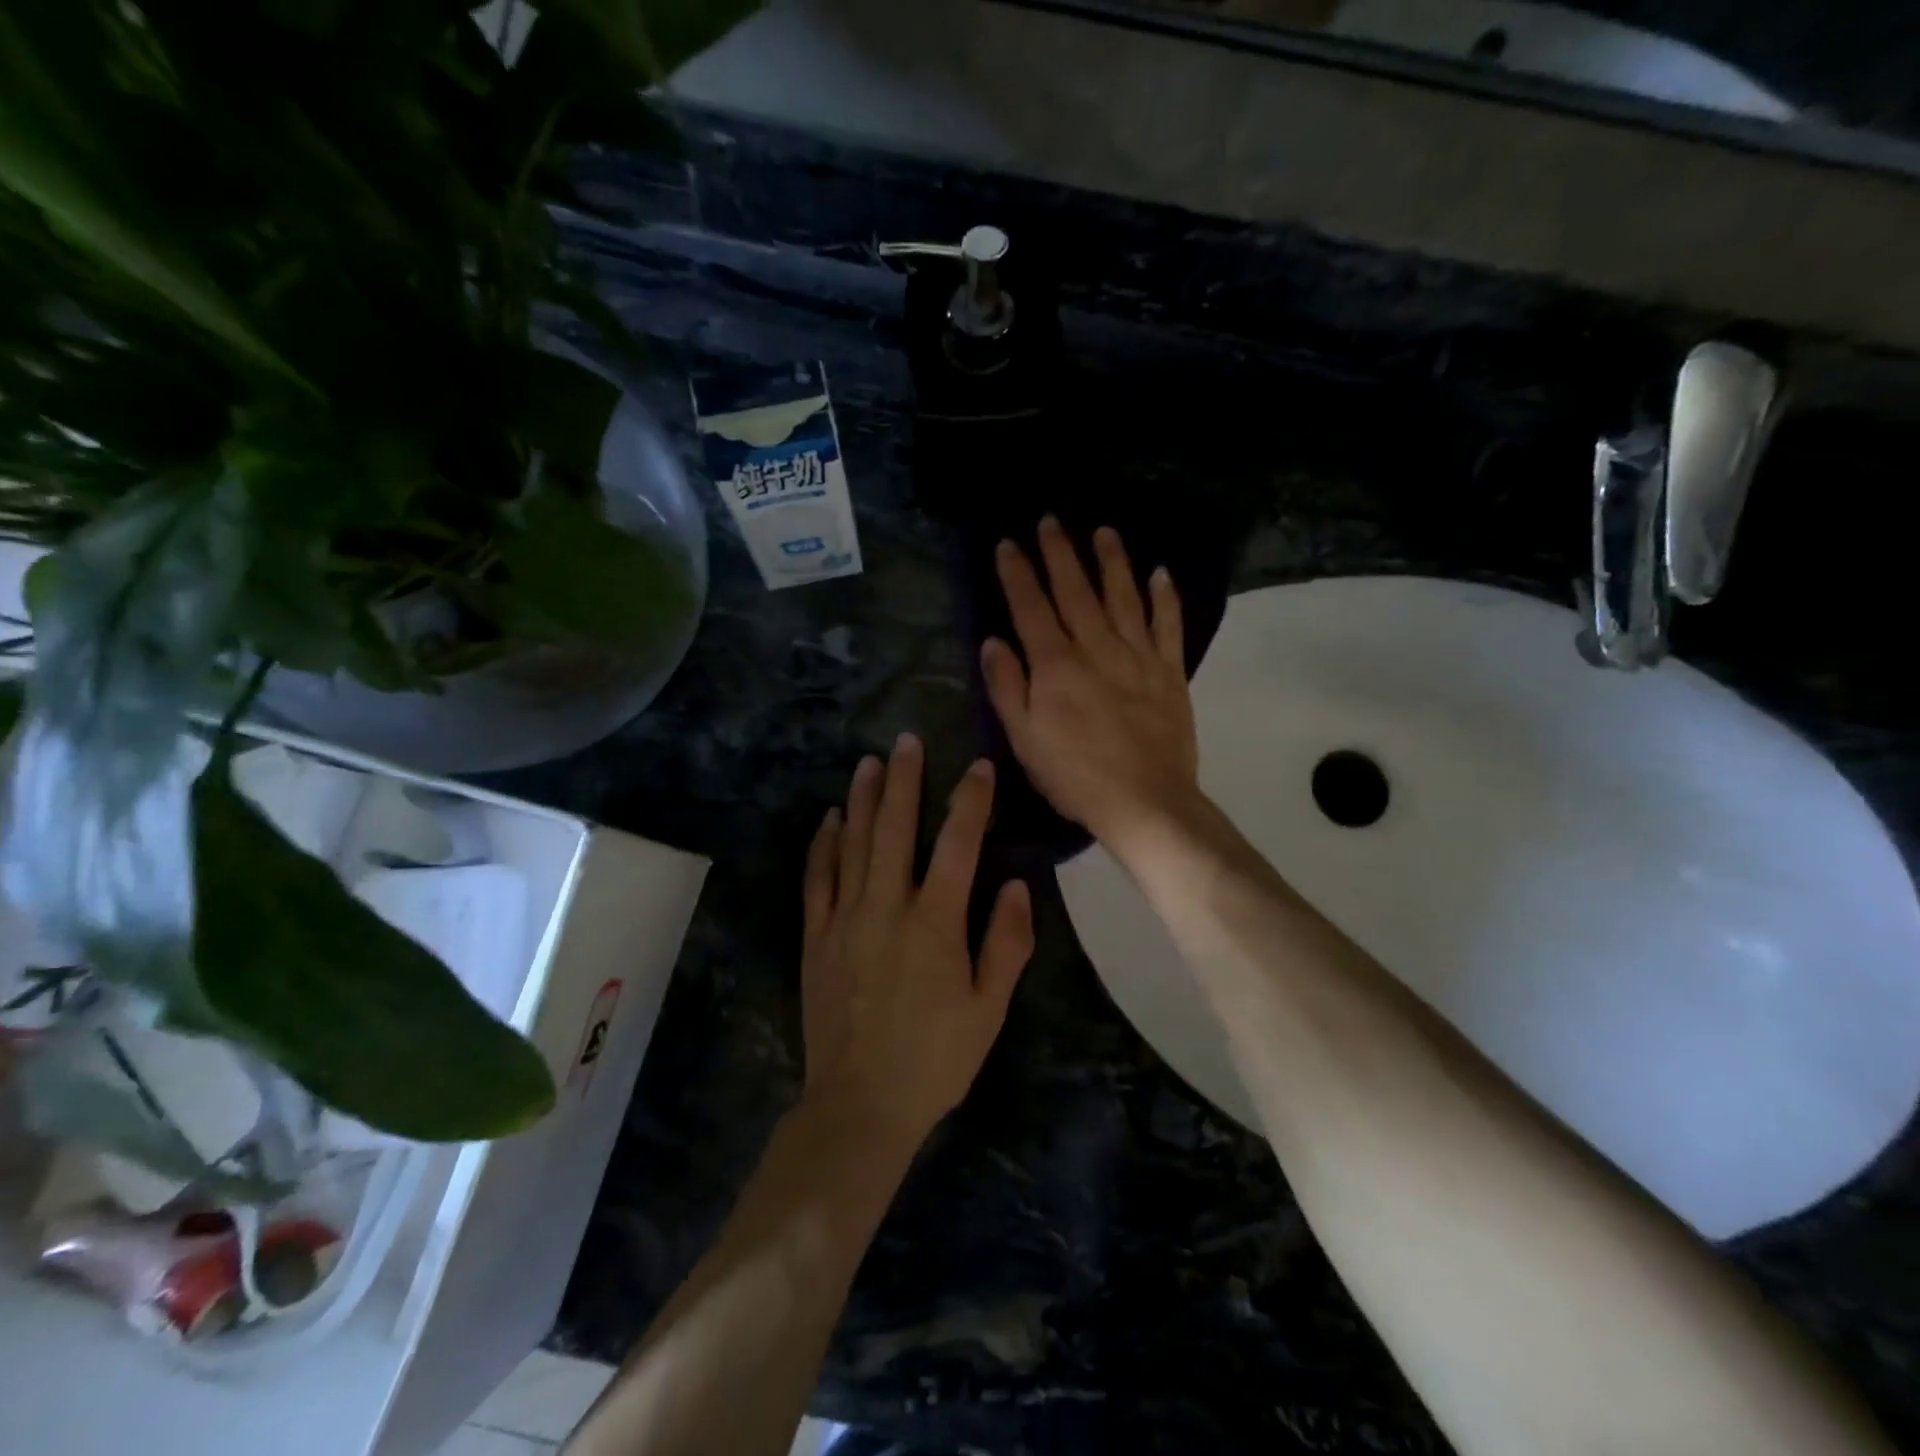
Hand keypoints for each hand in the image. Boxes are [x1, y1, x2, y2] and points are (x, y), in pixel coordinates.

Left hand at [800, 735, 1034, 1146]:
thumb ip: (1005, 942)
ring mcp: (846, 918)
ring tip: (870, 763)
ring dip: (864, 800)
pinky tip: (830, 818)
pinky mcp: (817, 936)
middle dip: (905, 781)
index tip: (979, 768)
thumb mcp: (989, 1008)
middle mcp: (888, 907)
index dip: (971, 802)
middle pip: (896, 829)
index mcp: (935, 923)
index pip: (958, 845)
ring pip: (854, 844)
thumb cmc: (935, 1059)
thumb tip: (1014, 884)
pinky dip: (824, 844)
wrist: (860, 1104)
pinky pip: (818, 878)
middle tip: (907, 741)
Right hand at [982, 518, 1202, 859]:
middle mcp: (1096, 648)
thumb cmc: (1075, 776)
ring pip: (1123, 596)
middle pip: (1076, 591)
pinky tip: (1160, 573)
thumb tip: (993, 642)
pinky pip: (1168, 625)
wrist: (1145, 802)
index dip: (1017, 573)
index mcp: (1056, 666)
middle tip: (1050, 520)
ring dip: (1112, 561)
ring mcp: (1138, 656)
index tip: (1008, 543)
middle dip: (1060, 553)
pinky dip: (1164, 597)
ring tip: (1103, 531)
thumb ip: (1007, 688)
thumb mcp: (1024, 740)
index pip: (1031, 607)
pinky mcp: (1170, 671)